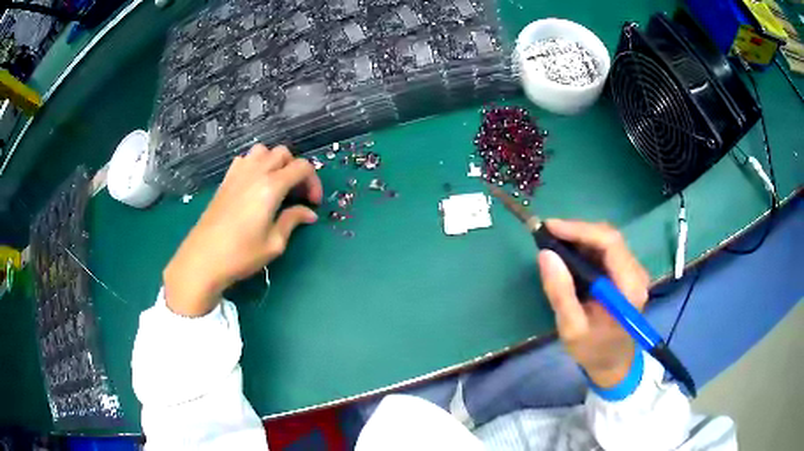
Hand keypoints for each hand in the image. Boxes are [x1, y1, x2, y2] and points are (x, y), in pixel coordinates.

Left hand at [164, 144, 322, 316]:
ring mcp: (237, 173)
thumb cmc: (241, 254)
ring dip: (275, 162)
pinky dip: (256, 164)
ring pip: (263, 151)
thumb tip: (308, 213)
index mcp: (271, 186)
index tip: (313, 204)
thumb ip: (292, 221)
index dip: (313, 182)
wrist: (203, 259)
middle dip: (296, 169)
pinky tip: (254, 185)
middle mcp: (255, 172)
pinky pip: (245, 159)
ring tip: (276, 184)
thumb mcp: (274, 243)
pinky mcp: (225, 180)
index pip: (302, 168)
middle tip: (296, 194)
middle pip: (283, 153)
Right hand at [537, 219, 649, 387]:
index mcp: (629, 288)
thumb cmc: (593, 349)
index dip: (580, 230)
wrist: (613, 363)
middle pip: (610, 237)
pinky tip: (569, 253)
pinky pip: (607, 249)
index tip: (549, 227)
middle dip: (578, 231)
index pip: (610, 243)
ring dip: (580, 237)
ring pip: (608, 240)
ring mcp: (634, 272)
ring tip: (554, 242)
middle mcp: (637, 274)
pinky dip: (586, 246)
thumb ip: (561, 293)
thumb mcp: (572, 328)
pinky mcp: (627, 273)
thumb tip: (545, 255)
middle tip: (547, 234)